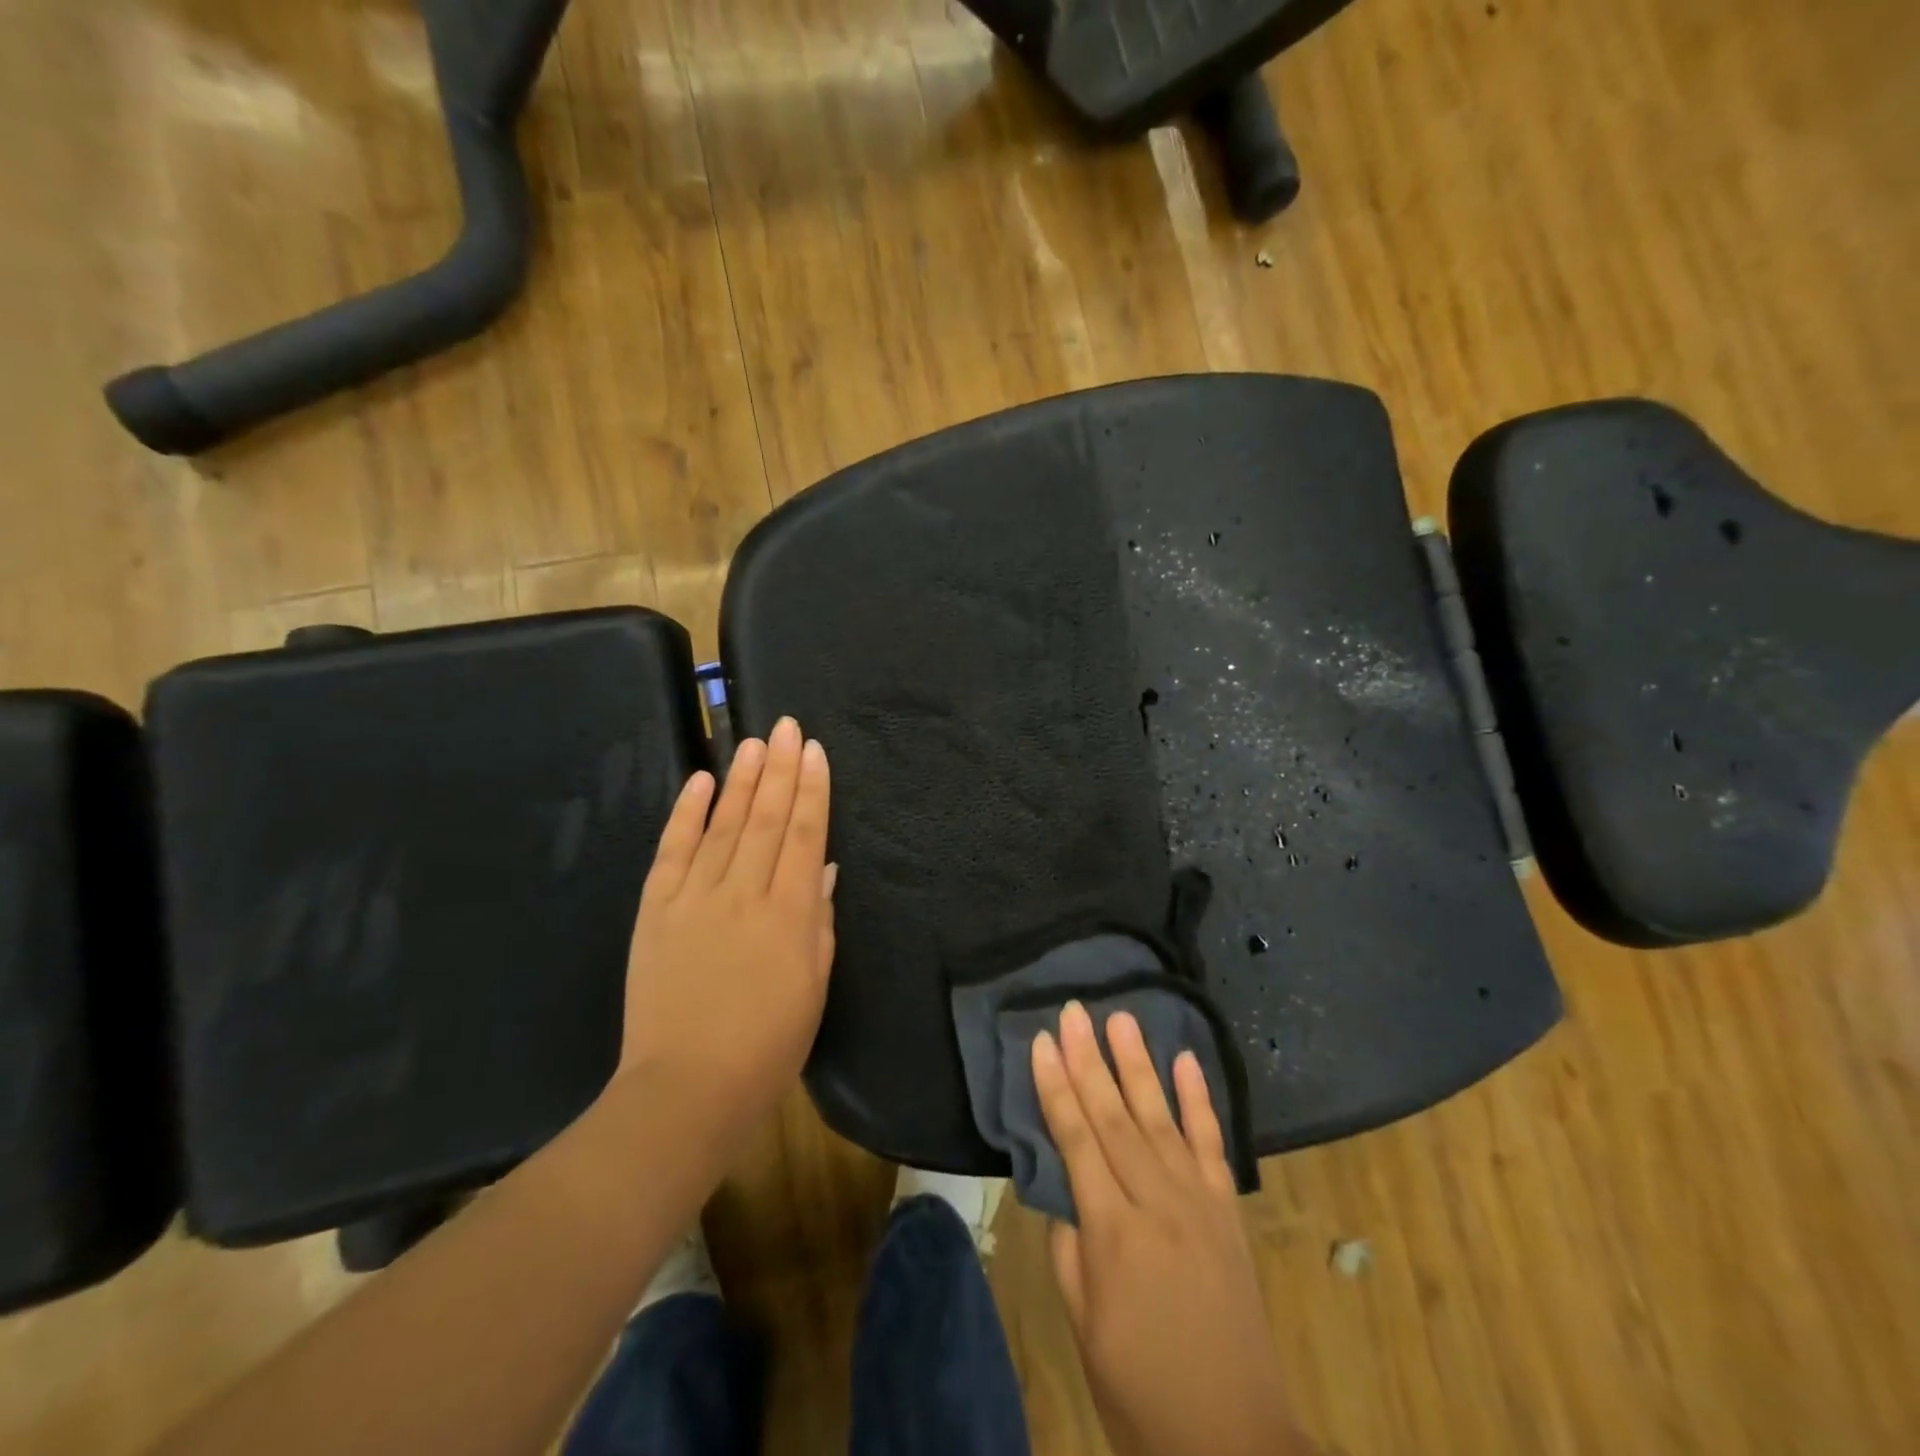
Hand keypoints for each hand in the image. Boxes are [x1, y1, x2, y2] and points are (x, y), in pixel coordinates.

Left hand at [615, 716, 835, 1148]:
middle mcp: (742, 894)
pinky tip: (699, 781)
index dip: (812, 791)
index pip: (804, 836)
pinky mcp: (655, 910)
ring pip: (722, 825)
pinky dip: (685, 814)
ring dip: (739, 780)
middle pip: (764, 819)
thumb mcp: (814, 987)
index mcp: (788, 914)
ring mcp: (693, 899)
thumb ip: (819, 922)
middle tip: (786, 726)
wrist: (686, 1089)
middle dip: (779, 769)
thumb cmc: (767, 1045)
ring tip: (753, 742)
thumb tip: (823, 870)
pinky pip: (672, 851)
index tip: (815, 751)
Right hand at [1033, 1002, 1310, 1455]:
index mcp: (1114, 1233)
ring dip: (1139, 1064)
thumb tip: (1064, 1189)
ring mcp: (1199, 1202)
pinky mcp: (1228, 1211)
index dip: (1056, 1087)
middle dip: (1090, 1059)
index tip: (1042, 1041)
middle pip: (1115, 1116)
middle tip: (1075, 1009)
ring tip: (1122, 1018)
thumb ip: (1070, 1249)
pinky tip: (1187, 1061)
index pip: (1076, 1140)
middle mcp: (1158, 1202)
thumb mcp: (1084, 1326)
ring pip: (1161, 1117)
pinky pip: (1212, 1144)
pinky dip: (1200, 1100)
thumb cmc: (1140, 1389)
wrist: (1234, 1441)